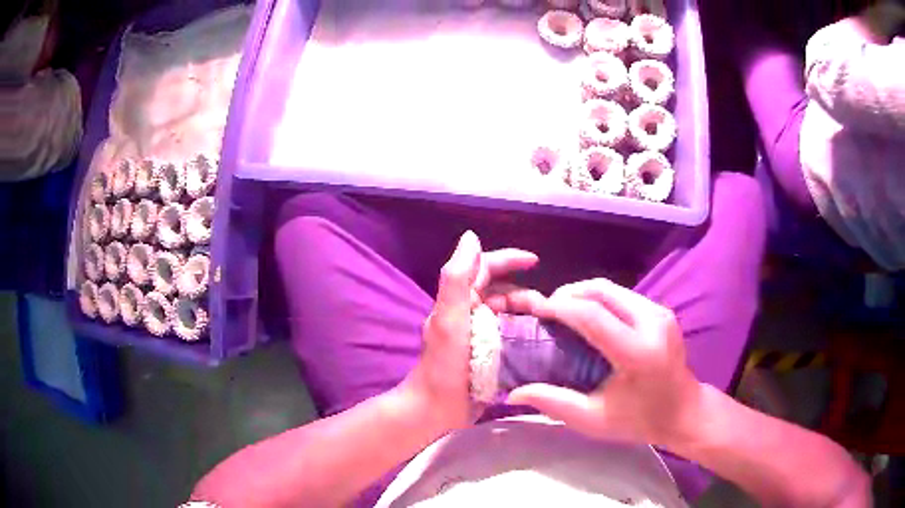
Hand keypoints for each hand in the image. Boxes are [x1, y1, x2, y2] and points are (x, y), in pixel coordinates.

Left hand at [402, 231, 537, 432]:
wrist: (437, 409)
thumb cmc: (444, 364)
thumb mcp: (449, 319)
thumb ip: (457, 279)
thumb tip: (471, 237)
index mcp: (460, 301)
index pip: (485, 268)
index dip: (509, 260)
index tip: (535, 262)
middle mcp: (471, 314)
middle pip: (504, 292)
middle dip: (526, 293)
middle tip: (549, 308)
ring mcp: (482, 336)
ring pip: (512, 315)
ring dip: (530, 315)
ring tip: (550, 326)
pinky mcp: (491, 356)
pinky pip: (514, 337)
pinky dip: (529, 334)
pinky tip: (545, 342)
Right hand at [506, 278, 702, 446]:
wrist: (685, 411)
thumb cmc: (639, 421)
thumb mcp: (594, 419)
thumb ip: (553, 402)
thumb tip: (514, 392)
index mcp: (637, 354)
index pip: (591, 316)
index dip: (559, 307)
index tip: (535, 310)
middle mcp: (652, 324)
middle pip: (602, 290)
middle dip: (568, 293)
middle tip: (546, 309)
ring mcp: (661, 313)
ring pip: (612, 288)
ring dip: (583, 294)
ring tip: (563, 312)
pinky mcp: (662, 311)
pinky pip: (623, 295)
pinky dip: (600, 300)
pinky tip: (589, 317)